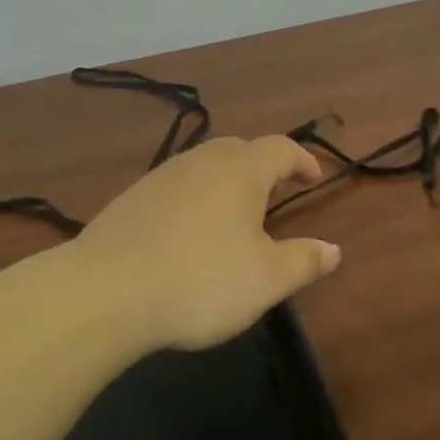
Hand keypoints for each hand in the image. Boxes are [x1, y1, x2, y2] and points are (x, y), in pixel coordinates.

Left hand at [75, 136, 341, 350]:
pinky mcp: (131, 198)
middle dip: (262, 166)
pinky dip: (193, 198)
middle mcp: (201, 162)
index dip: (302, 160)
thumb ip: (304, 261)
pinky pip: (175, 186)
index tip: (314, 178)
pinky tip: (187, 231)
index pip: (281, 149)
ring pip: (203, 165)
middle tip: (275, 192)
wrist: (106, 291)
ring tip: (233, 212)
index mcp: (241, 171)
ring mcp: (161, 177)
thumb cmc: (201, 280)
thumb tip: (333, 249)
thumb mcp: (266, 279)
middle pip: (239, 149)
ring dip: (225, 180)